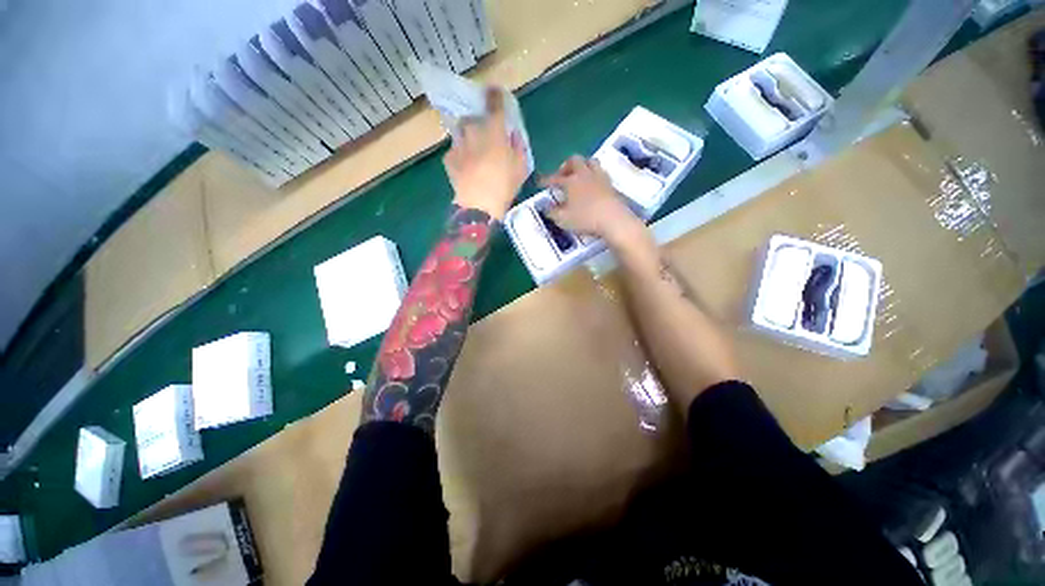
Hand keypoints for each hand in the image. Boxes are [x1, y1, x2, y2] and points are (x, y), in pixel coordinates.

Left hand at [443, 87, 528, 219]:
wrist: (478, 205)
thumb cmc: (504, 185)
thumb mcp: (521, 167)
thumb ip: (518, 147)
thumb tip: (513, 136)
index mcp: (494, 130)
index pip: (494, 104)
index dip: (495, 96)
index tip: (494, 92)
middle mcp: (473, 131)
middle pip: (473, 118)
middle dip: (478, 123)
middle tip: (484, 136)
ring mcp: (458, 144)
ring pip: (462, 134)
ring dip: (468, 139)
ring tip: (474, 154)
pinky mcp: (449, 159)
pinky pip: (456, 151)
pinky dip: (461, 156)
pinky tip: (467, 169)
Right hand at [540, 156, 646, 246]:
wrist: (613, 219)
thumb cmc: (585, 219)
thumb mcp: (562, 219)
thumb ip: (552, 212)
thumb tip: (546, 207)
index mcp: (571, 181)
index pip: (554, 178)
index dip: (545, 180)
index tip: (539, 183)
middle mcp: (585, 174)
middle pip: (574, 160)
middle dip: (566, 166)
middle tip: (561, 175)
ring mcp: (600, 177)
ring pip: (590, 162)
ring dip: (582, 166)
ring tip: (578, 176)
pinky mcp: (611, 184)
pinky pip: (600, 172)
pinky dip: (593, 175)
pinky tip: (592, 185)